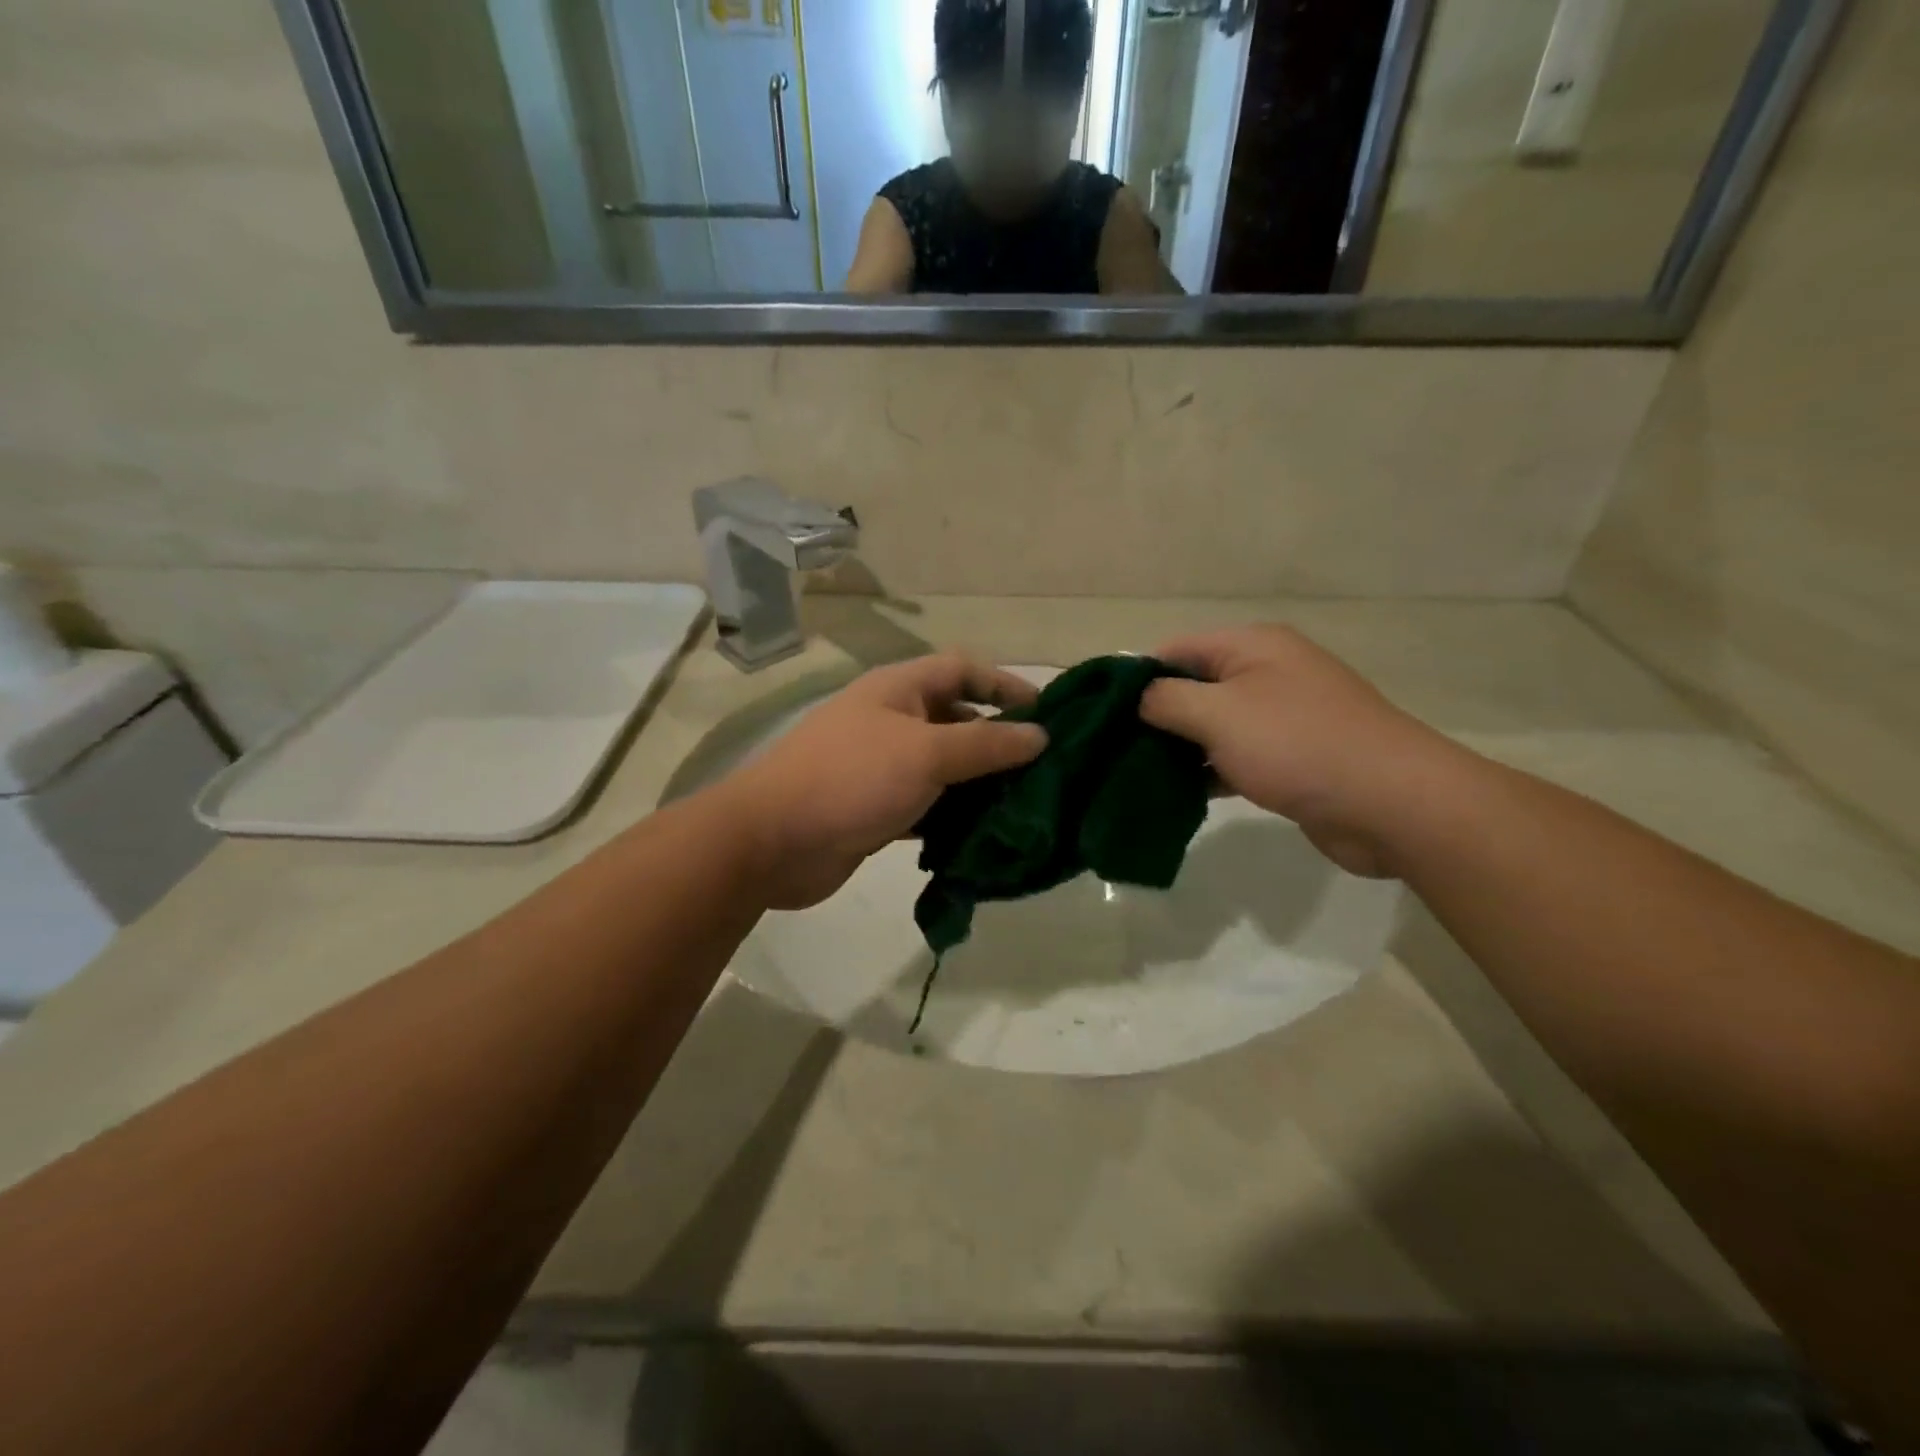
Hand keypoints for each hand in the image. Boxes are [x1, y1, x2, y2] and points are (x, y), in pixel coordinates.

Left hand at [718, 654, 1046, 908]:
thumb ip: (986, 743)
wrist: (771, 842)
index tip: (1047, 713)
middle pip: (956, 719)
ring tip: (1023, 804)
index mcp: (899, 689)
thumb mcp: (926, 753)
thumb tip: (1040, 735)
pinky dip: (952, 816)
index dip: (1004, 684)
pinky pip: (927, 804)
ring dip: (979, 783)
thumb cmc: (851, 779)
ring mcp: (881, 767)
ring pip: (944, 767)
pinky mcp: (876, 808)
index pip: (963, 669)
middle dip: (997, 739)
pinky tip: (982, 835)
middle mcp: (891, 721)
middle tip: (1042, 768)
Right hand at [1140, 626, 1456, 877]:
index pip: (1174, 650)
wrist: (1391, 802)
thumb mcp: (1218, 713)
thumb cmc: (1297, 744)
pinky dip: (1205, 772)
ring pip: (1210, 727)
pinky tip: (1175, 796)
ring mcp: (1280, 717)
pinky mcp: (1289, 758)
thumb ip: (1166, 700)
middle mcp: (1265, 673)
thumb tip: (1134, 696)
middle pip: (1191, 688)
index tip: (1099, 716)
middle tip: (1110, 752)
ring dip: (1176, 750)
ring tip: (1131, 777)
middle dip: (1152, 718)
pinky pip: (1233, 757)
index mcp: (1250, 646)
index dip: (1134, 679)